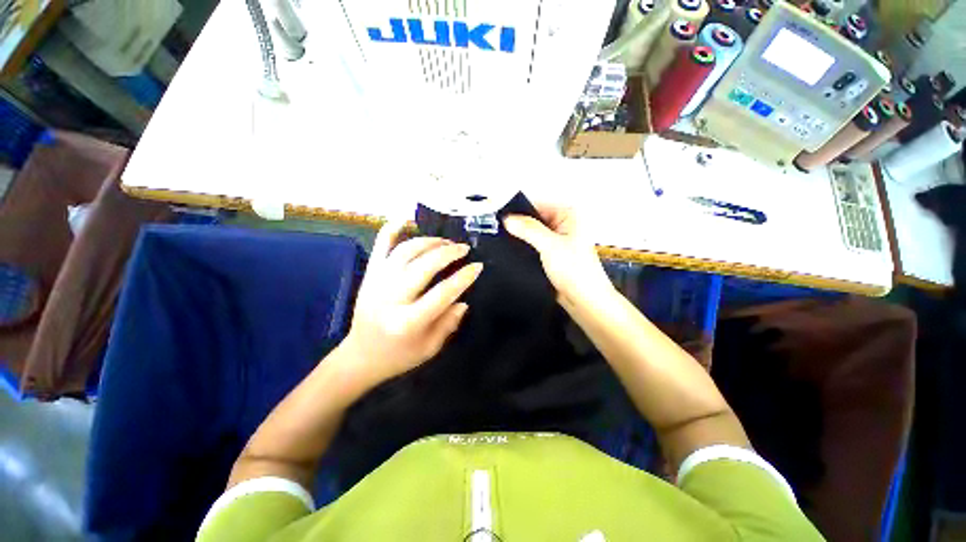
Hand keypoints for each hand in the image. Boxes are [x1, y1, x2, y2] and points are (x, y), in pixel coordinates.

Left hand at [339, 220, 482, 387]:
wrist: (360, 357)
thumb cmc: (398, 356)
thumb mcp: (430, 348)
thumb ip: (449, 323)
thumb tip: (463, 300)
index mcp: (408, 322)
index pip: (443, 293)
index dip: (463, 277)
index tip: (478, 266)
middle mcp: (391, 298)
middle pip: (424, 266)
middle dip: (448, 253)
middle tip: (463, 248)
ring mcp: (377, 283)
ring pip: (405, 251)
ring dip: (429, 242)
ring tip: (445, 242)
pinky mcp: (369, 275)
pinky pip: (379, 247)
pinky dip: (391, 230)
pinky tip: (406, 220)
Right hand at [504, 203, 614, 308]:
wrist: (583, 300)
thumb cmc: (576, 271)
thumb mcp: (550, 246)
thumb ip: (528, 229)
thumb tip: (507, 219)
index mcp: (568, 214)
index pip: (537, 204)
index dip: (517, 210)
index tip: (498, 217)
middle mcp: (562, 224)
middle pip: (533, 218)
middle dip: (516, 225)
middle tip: (495, 230)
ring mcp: (556, 239)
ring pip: (531, 233)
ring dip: (519, 237)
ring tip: (499, 240)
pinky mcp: (550, 253)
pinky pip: (532, 245)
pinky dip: (523, 247)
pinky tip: (510, 251)